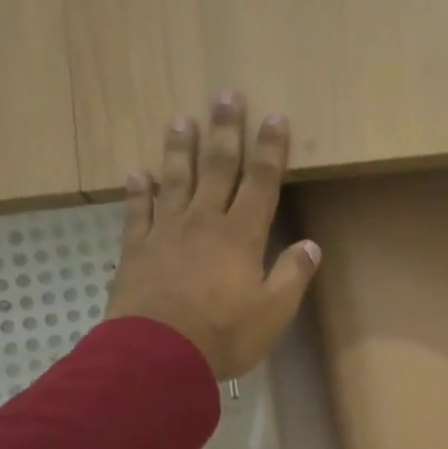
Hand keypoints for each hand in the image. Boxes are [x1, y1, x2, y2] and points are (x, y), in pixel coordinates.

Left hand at [107, 94, 319, 379]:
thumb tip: (311, 246)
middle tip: (226, 94)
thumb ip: (291, 276)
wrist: (158, 353)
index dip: (269, 150)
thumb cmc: (223, 335)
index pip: (261, 183)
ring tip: (181, 119)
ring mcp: (166, 232)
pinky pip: (137, 212)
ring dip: (179, 149)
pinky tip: (136, 174)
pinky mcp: (136, 250)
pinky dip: (137, 191)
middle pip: (217, 168)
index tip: (274, 117)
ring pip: (174, 180)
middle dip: (225, 131)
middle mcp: (203, 222)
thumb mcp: (273, 313)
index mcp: (241, 236)